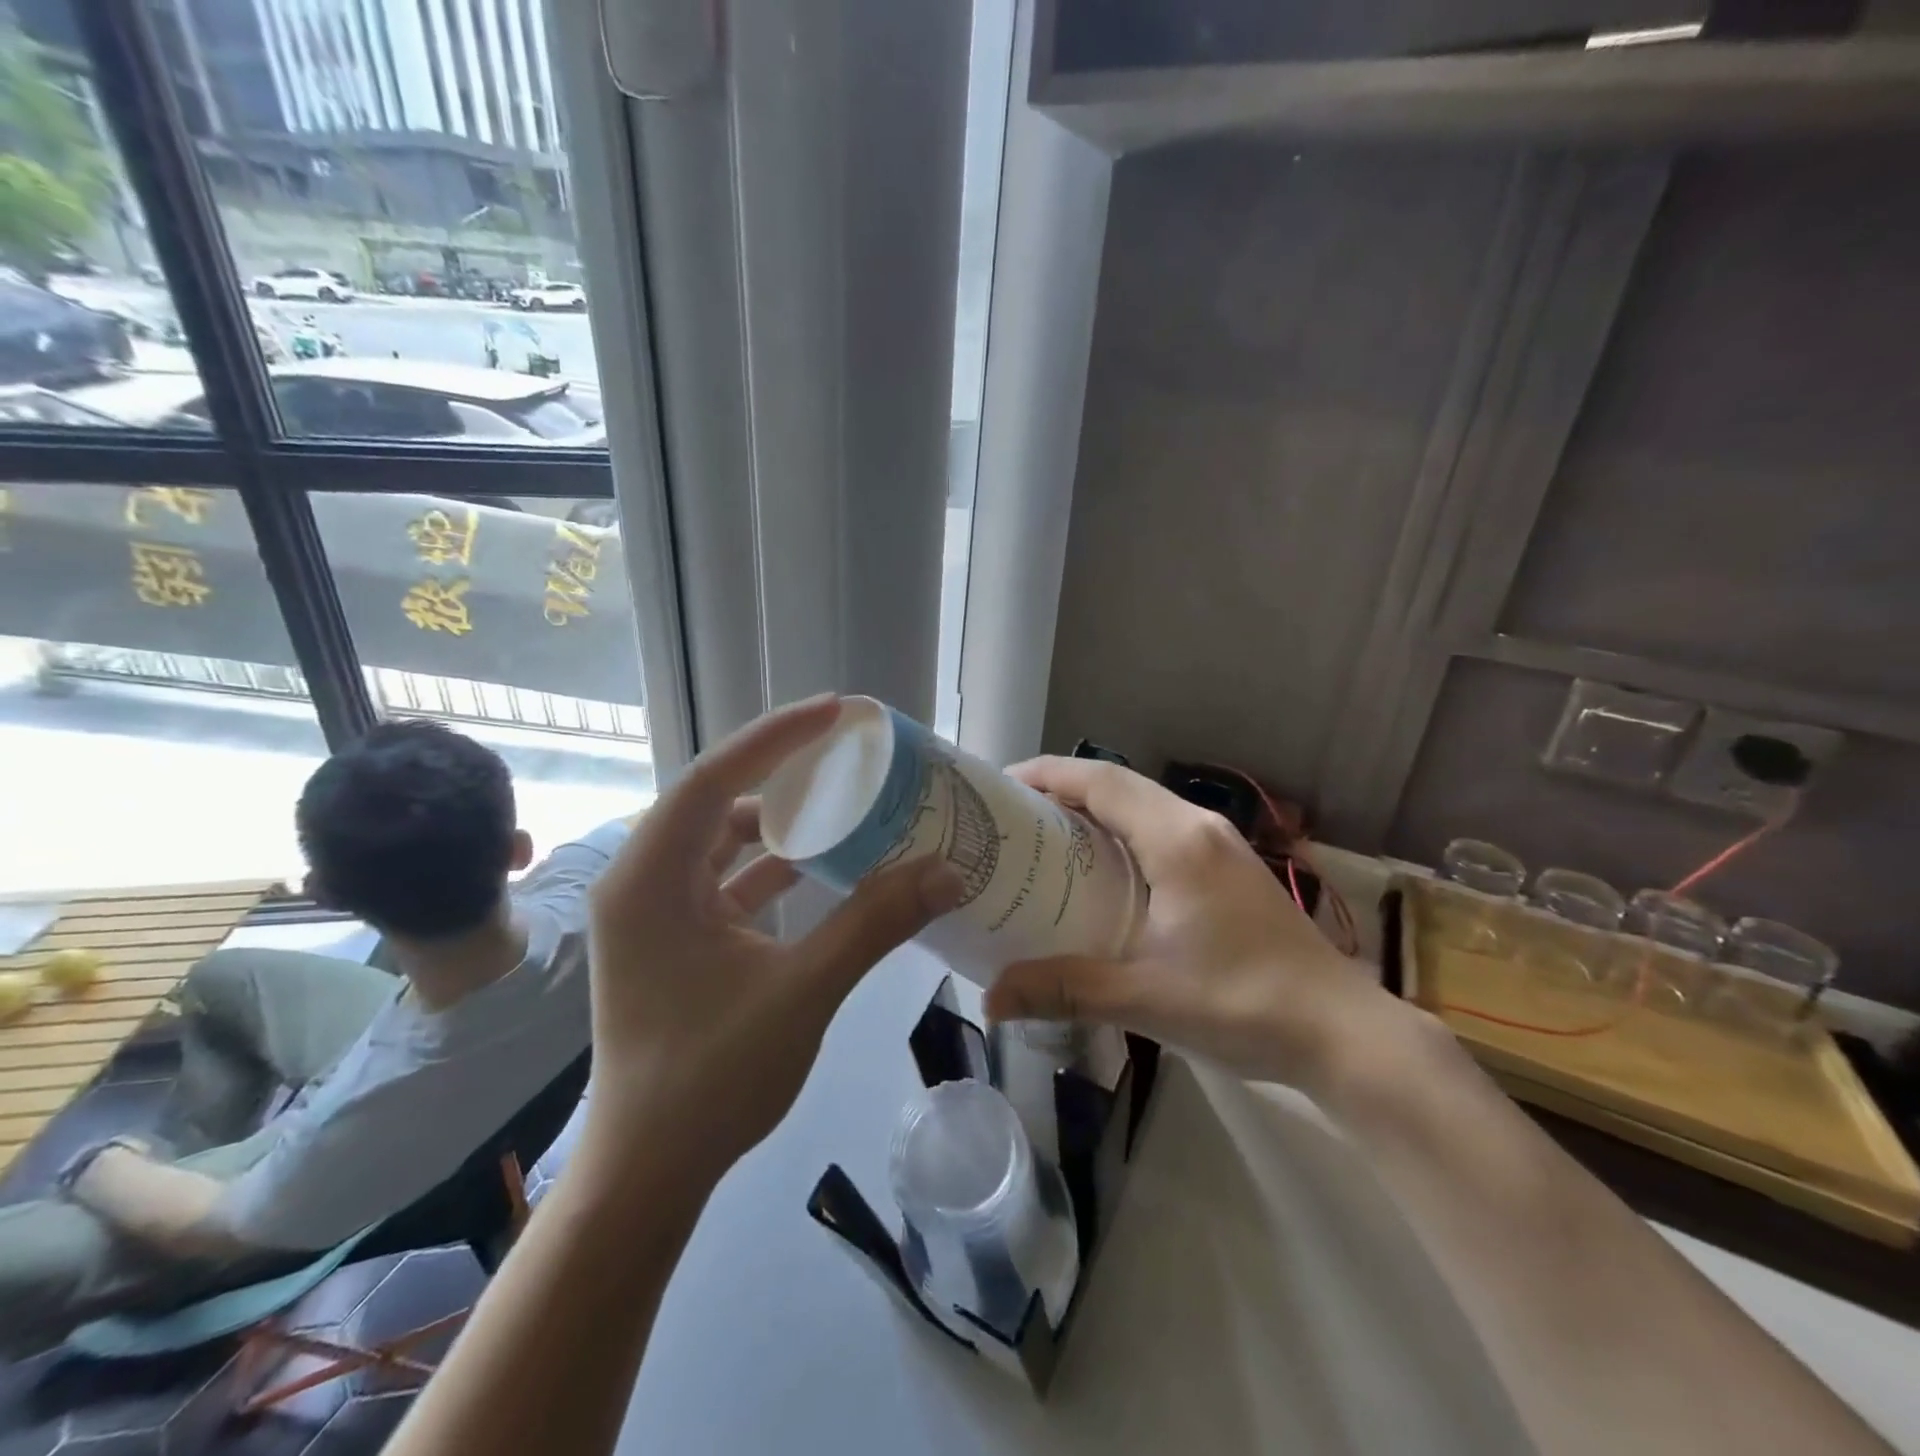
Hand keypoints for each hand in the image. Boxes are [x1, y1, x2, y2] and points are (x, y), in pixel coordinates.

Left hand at [582, 696, 964, 1186]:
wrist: (648, 1174)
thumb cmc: (710, 1079)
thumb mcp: (802, 991)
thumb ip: (874, 924)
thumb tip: (947, 871)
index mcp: (649, 881)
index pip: (711, 780)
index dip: (774, 739)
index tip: (835, 713)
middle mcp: (641, 883)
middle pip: (712, 800)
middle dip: (776, 768)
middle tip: (840, 746)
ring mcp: (654, 913)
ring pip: (718, 841)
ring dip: (774, 818)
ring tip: (835, 796)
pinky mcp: (673, 940)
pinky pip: (724, 880)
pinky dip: (769, 866)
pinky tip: (818, 864)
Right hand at [983, 757, 1393, 1092]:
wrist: (1343, 1033)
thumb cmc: (1245, 1005)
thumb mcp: (1147, 998)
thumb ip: (1066, 990)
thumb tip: (990, 999)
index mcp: (1178, 841)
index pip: (1102, 781)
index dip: (1047, 774)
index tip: (1000, 786)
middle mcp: (1198, 828)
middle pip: (1120, 785)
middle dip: (1063, 789)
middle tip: (1012, 817)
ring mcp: (1220, 846)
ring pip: (1143, 806)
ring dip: (1094, 810)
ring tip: (1046, 839)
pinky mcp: (1229, 870)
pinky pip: (1161, 830)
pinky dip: (1121, 834)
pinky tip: (1102, 873)